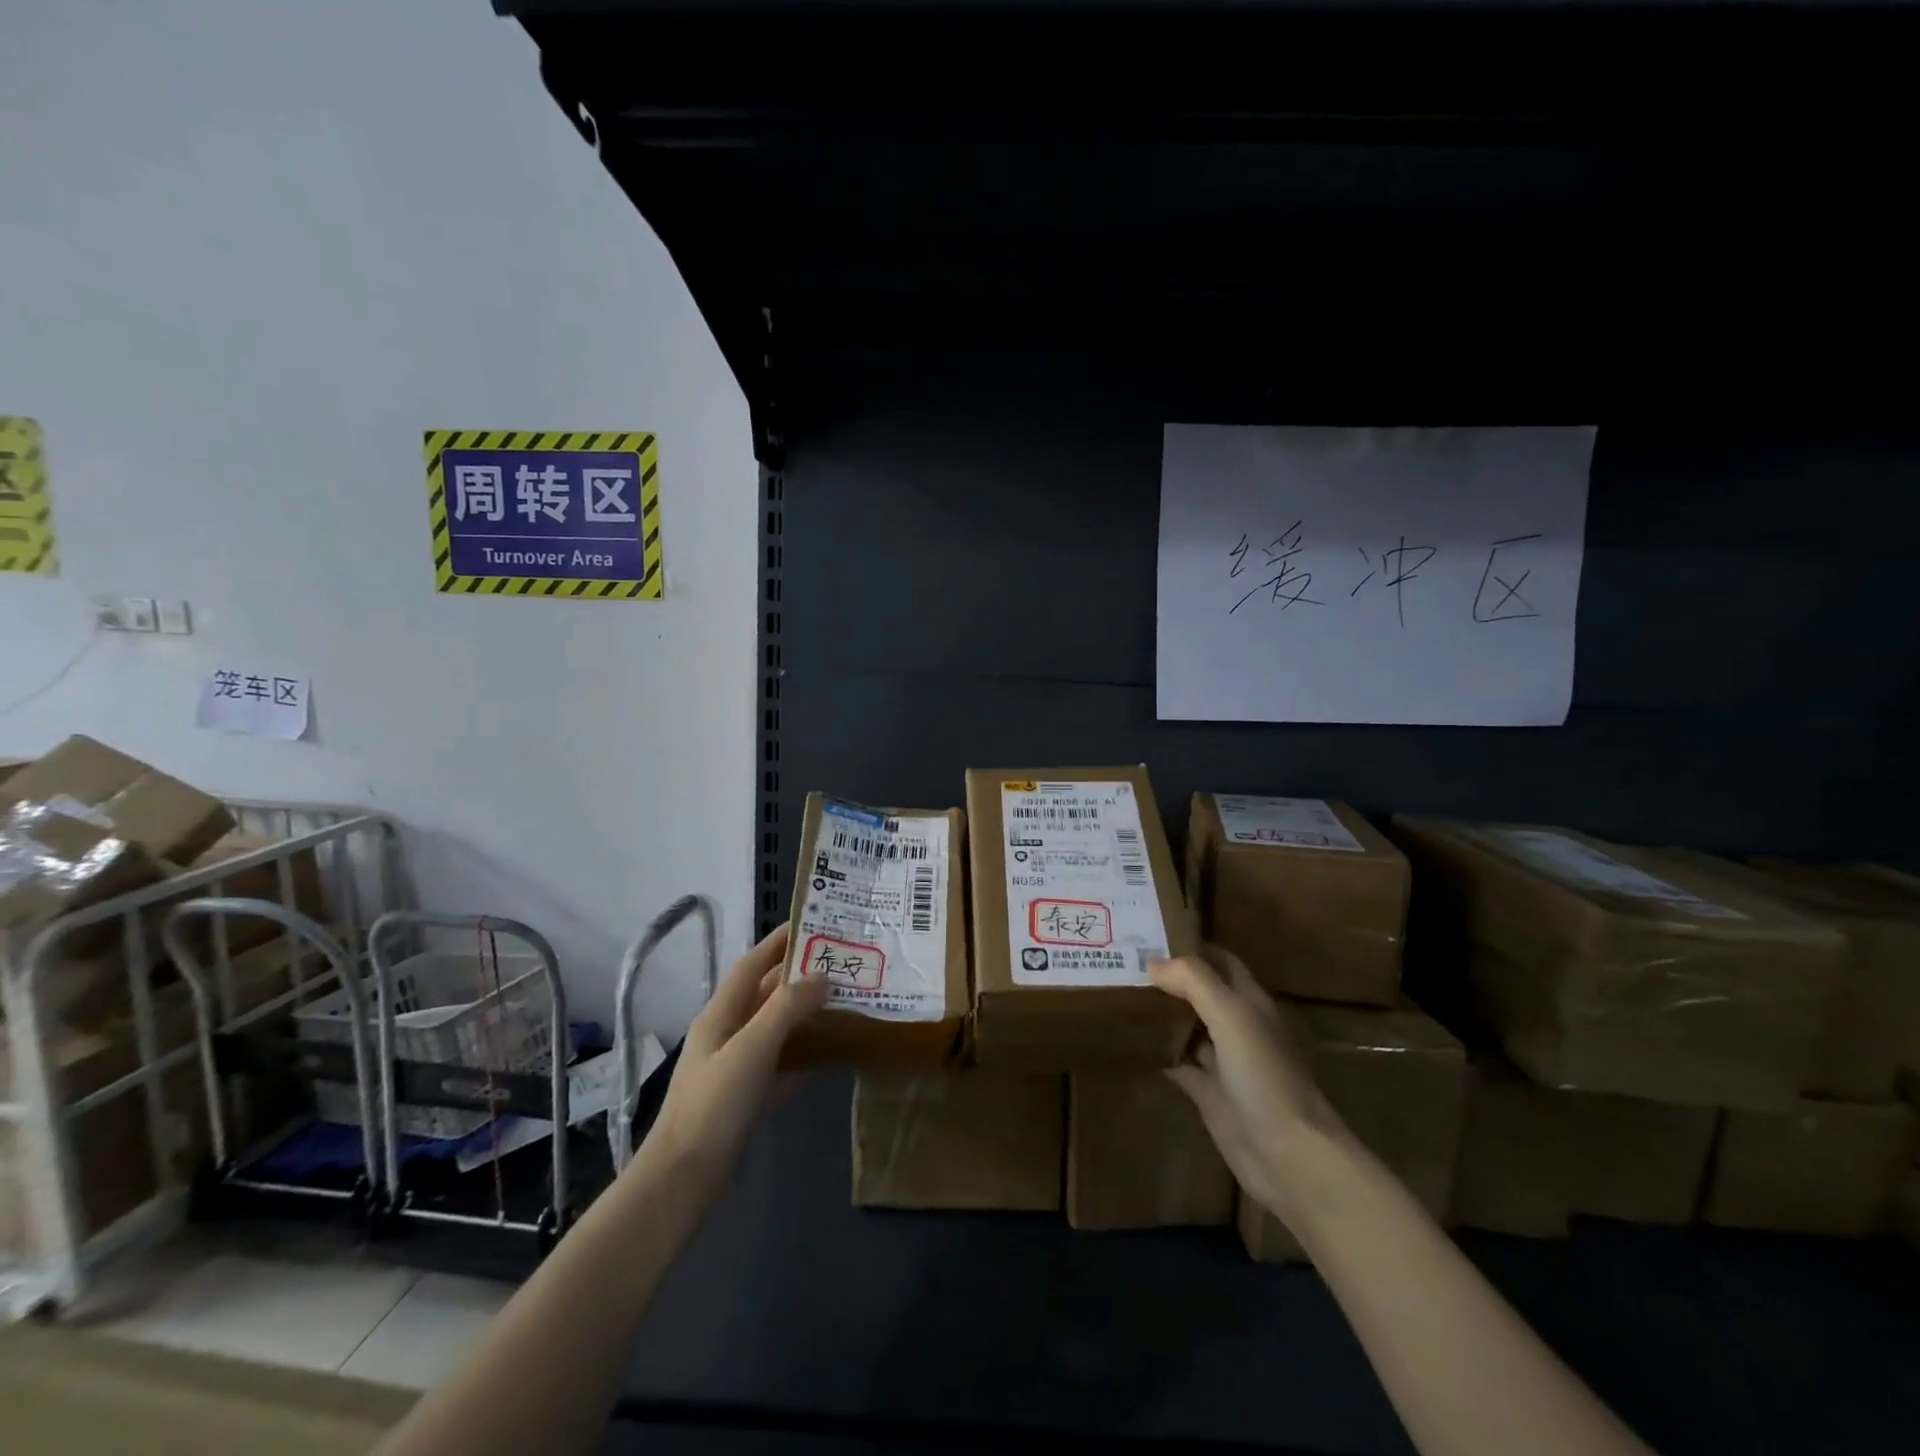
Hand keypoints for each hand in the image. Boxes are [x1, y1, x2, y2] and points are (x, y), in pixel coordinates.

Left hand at [640, 923, 829, 1198]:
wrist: (684, 1179)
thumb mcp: (752, 1049)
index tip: (814, 922)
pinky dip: (804, 1054)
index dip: (779, 941)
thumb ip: (787, 1008)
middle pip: (767, 994)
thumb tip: (823, 976)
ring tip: (844, 999)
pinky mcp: (748, 1097)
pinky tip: (831, 1053)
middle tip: (842, 961)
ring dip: (806, 1013)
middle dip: (800, 975)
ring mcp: (737, 1066)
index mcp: (721, 1014)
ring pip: (777, 1028)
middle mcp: (728, 1033)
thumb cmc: (715, 1104)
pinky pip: (782, 1063)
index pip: (752, 964)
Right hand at [1149, 945, 1349, 1218]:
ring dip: (1159, 1012)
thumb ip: (1194, 982)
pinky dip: (1156, 1051)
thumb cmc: (1265, 1076)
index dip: (1191, 944)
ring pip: (1186, 1026)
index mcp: (1250, 1002)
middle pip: (1199, 992)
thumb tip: (1152, 961)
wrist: (1288, 1155)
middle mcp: (1237, 1026)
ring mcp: (1223, 1061)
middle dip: (1167, 976)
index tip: (1150, 930)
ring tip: (1117, 992)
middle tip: (1122, 960)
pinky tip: (1127, 1039)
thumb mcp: (1232, 1016)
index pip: (1220, 960)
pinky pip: (1177, 1063)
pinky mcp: (1208, 1092)